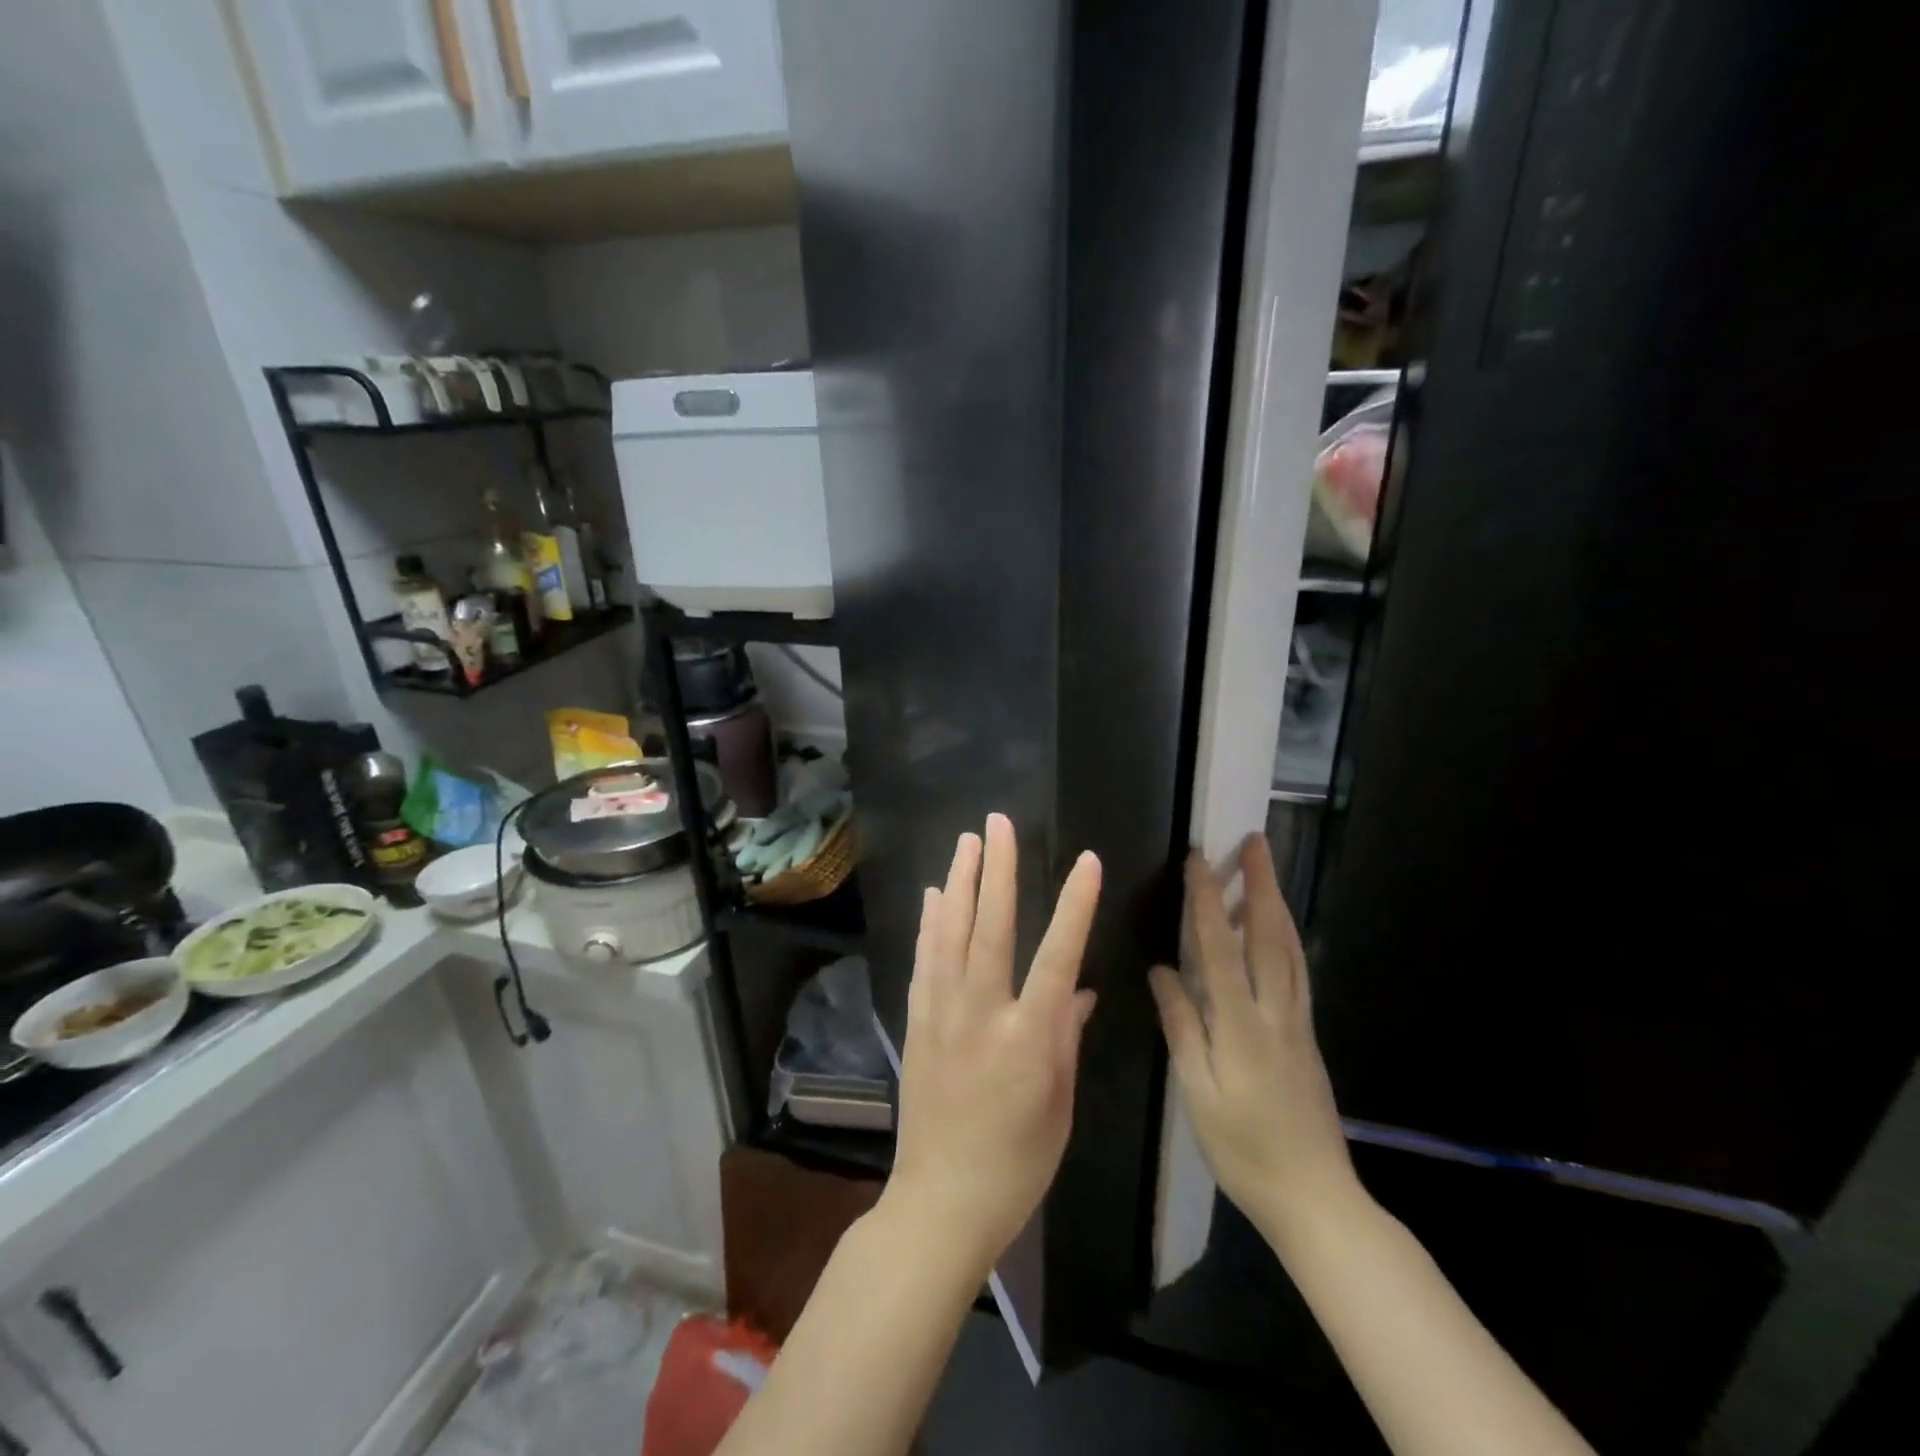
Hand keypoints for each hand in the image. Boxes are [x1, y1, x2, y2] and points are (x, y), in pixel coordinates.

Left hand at [886, 814, 1101, 1276]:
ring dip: (958, 882)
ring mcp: (942, 1014)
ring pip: (949, 933)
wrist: (942, 1201)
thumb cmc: (1018, 1163)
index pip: (1058, 955)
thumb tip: (1079, 988)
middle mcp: (981, 1013)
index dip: (1074, 904)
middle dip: (997, 869)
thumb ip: (1066, 1038)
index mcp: (1028, 1037)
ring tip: (966, 841)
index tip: (1086, 860)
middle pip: (990, 927)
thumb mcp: (1059, 1105)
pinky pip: (923, 961)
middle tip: (999, 823)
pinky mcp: (917, 1022)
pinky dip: (929, 923)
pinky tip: (933, 896)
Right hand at [1149, 835, 1361, 1248]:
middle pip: (1268, 936)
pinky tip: (1281, 929)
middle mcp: (1276, 1012)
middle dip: (1259, 884)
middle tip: (1255, 842)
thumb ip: (1182, 1026)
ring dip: (1276, 904)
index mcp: (1242, 1025)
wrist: (1316, 1198)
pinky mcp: (1306, 1035)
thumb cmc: (1244, 1149)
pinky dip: (1288, 937)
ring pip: (1290, 950)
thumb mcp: (1199, 1093)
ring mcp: (1297, 1022)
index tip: (1199, 861)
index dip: (1208, 901)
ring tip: (1266, 870)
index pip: (1221, 948)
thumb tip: (1162, 971)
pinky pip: (1297, 971)